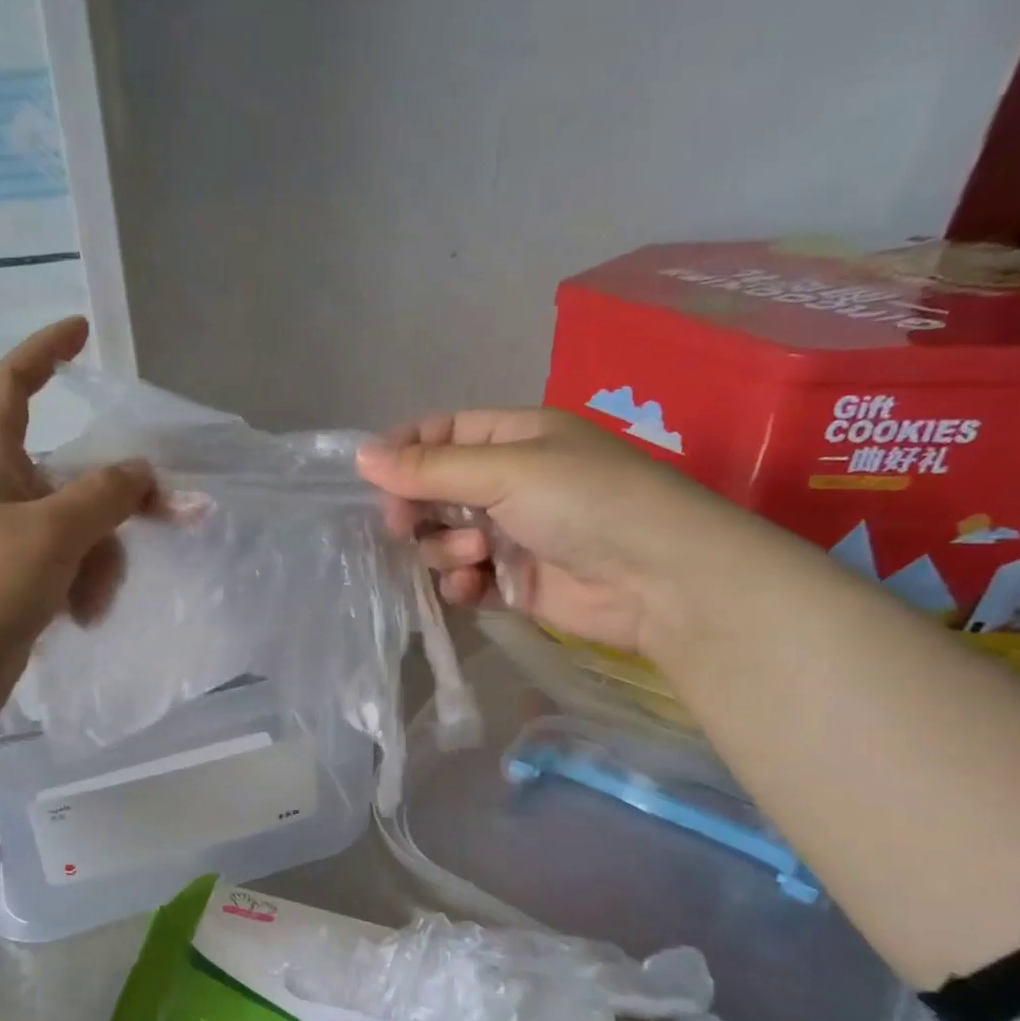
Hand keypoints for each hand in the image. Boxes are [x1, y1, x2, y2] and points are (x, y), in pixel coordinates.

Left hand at [0, 318, 154, 724]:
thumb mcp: (51, 532)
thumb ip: (105, 495)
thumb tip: (144, 473)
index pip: (10, 386)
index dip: (42, 352)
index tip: (82, 334)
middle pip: (74, 475)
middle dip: (117, 500)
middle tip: (174, 514)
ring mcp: (9, 545)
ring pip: (81, 530)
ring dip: (102, 559)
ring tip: (94, 600)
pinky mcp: (19, 589)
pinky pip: (70, 570)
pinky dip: (84, 587)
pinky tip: (85, 616)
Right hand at [355, 408, 751, 656]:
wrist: (659, 580)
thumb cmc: (586, 502)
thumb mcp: (505, 471)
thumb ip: (429, 468)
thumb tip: (360, 455)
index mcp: (513, 438)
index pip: (440, 434)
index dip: (403, 453)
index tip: (372, 479)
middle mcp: (508, 482)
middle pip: (433, 489)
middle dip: (417, 508)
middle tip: (406, 525)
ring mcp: (510, 534)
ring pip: (442, 537)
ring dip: (444, 548)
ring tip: (474, 555)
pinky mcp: (513, 581)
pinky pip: (463, 578)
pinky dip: (460, 583)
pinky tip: (473, 586)